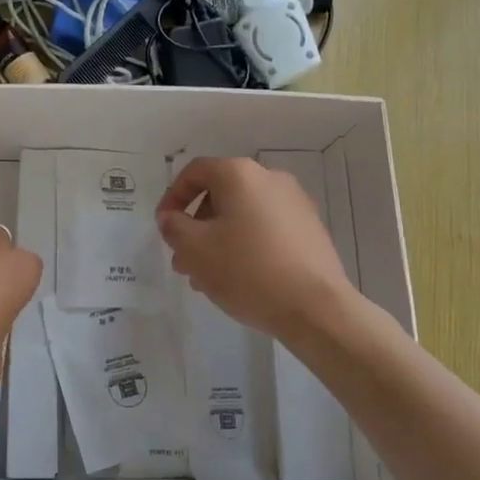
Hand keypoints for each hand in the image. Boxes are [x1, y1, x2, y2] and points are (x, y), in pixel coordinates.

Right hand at [156, 157, 357, 345]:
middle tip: (183, 260)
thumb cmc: (247, 270)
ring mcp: (295, 204)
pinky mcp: (310, 230)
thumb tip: (171, 217)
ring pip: (242, 215)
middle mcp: (270, 179)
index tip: (164, 227)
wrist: (316, 307)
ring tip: (206, 277)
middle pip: (220, 195)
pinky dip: (245, 245)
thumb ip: (174, 227)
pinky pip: (266, 229)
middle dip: (196, 226)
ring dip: (218, 240)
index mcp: (240, 175)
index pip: (195, 172)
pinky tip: (239, 279)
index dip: (172, 197)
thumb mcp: (195, 249)